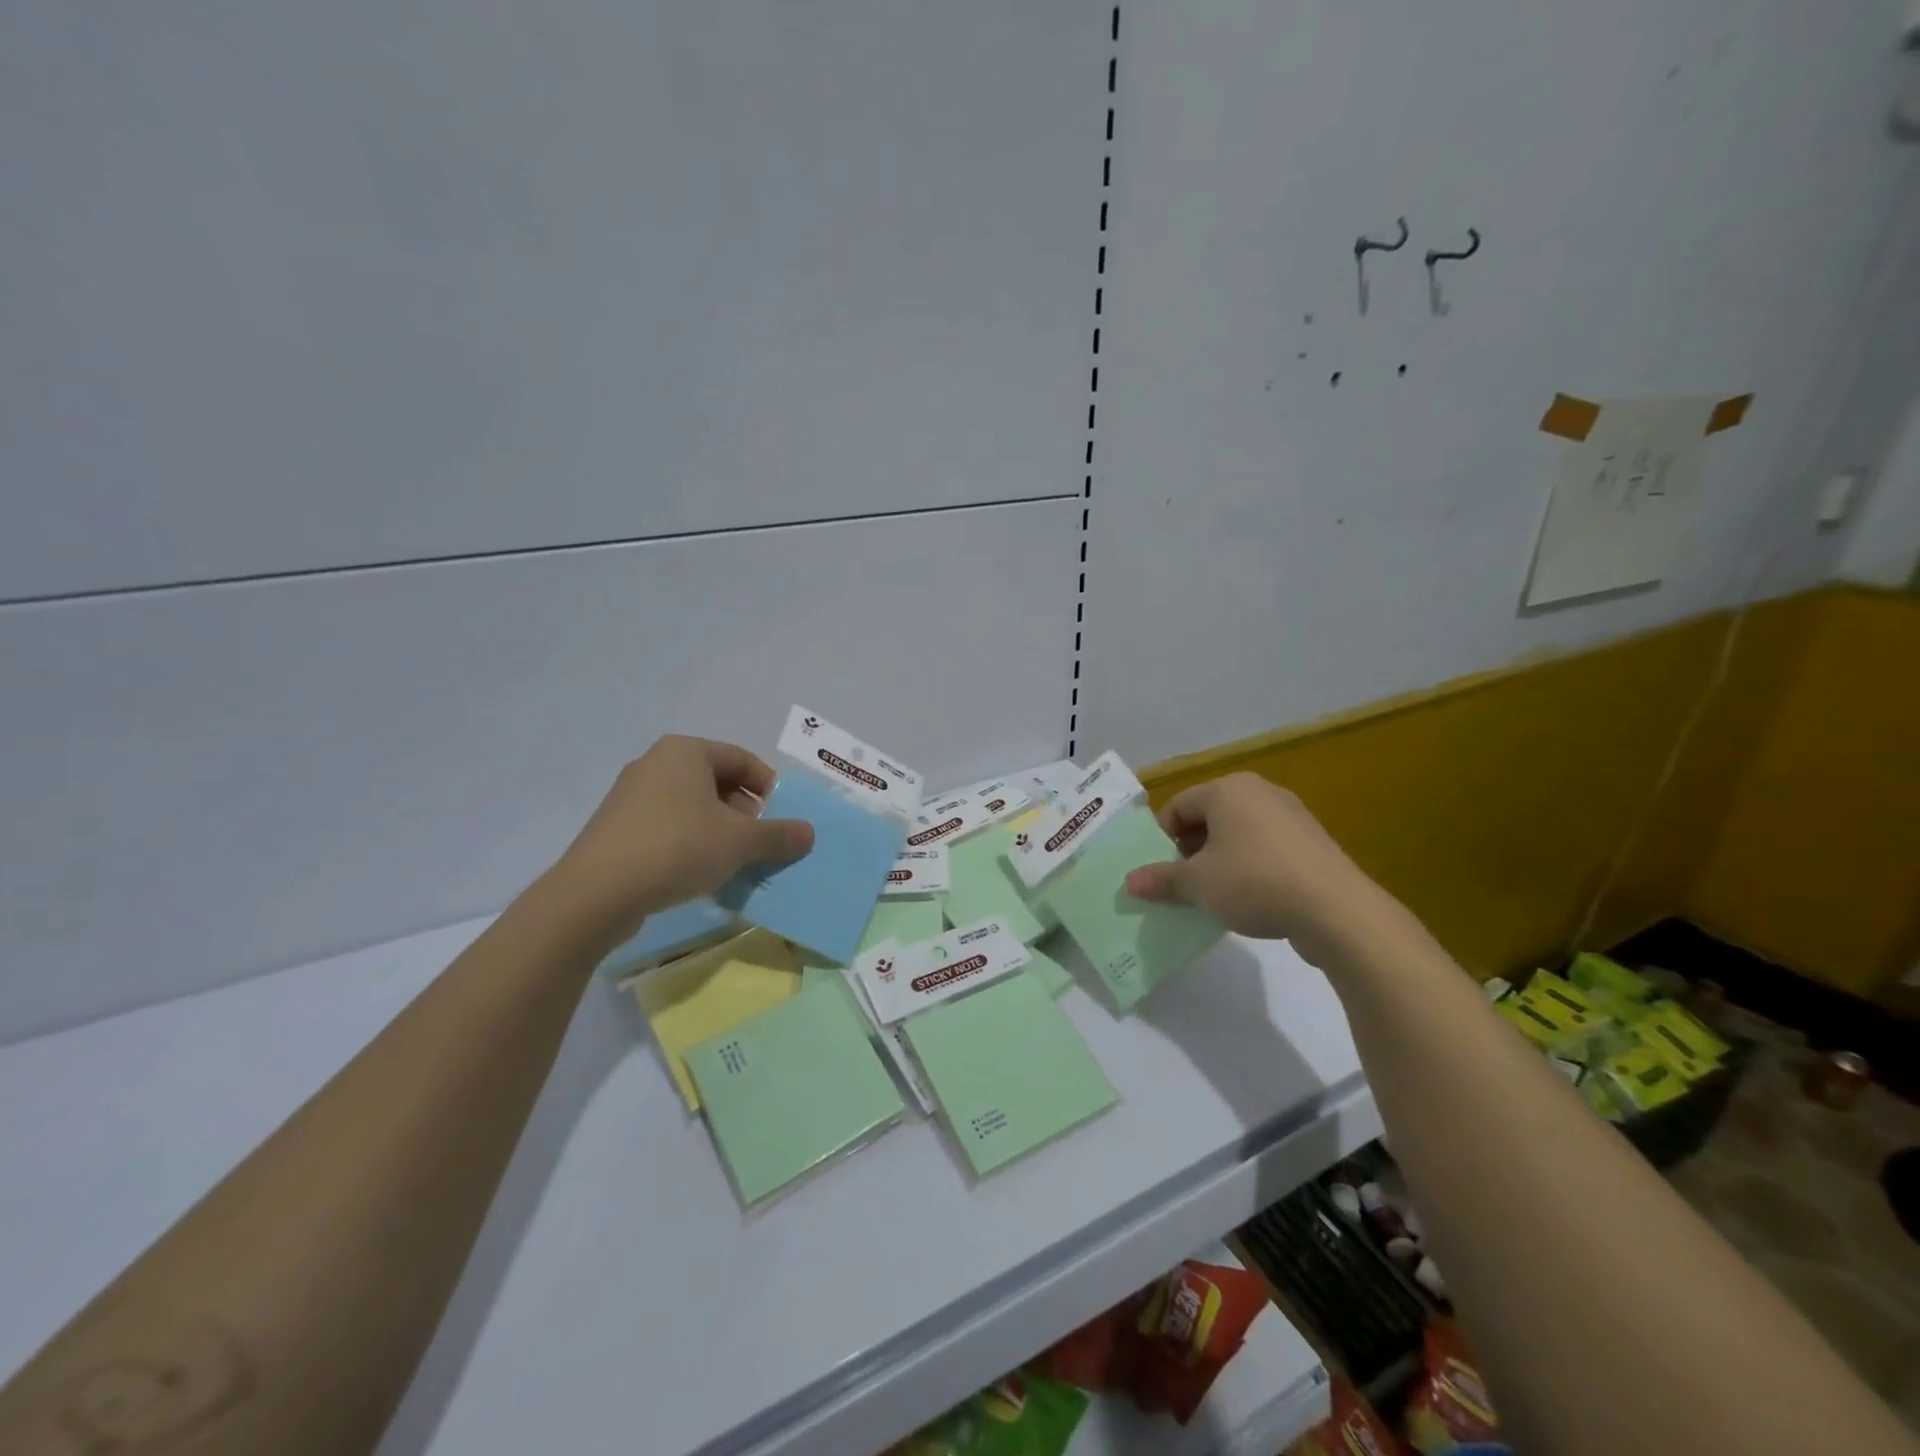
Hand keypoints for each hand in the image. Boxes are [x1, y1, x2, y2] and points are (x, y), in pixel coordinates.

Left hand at [543, 736, 813, 942]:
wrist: (596, 894)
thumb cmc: (677, 848)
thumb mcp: (740, 841)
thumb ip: (779, 834)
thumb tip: (809, 833)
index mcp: (685, 752)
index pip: (742, 760)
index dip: (770, 788)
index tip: (784, 818)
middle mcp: (656, 764)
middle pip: (717, 783)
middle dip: (746, 813)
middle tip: (762, 843)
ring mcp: (631, 796)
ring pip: (693, 808)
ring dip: (721, 832)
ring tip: (736, 863)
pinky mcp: (617, 829)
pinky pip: (668, 828)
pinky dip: (692, 844)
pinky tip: (701, 875)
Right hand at [1123, 772, 1396, 969]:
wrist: (1336, 911)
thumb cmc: (1254, 882)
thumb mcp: (1198, 884)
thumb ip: (1162, 879)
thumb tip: (1130, 882)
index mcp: (1227, 790)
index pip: (1178, 806)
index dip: (1161, 838)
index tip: (1158, 870)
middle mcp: (1259, 792)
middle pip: (1208, 817)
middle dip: (1190, 850)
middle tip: (1181, 883)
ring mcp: (1291, 816)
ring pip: (1238, 834)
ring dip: (1219, 860)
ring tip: (1213, 894)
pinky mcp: (1312, 843)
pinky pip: (1266, 848)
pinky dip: (1250, 867)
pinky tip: (1249, 899)